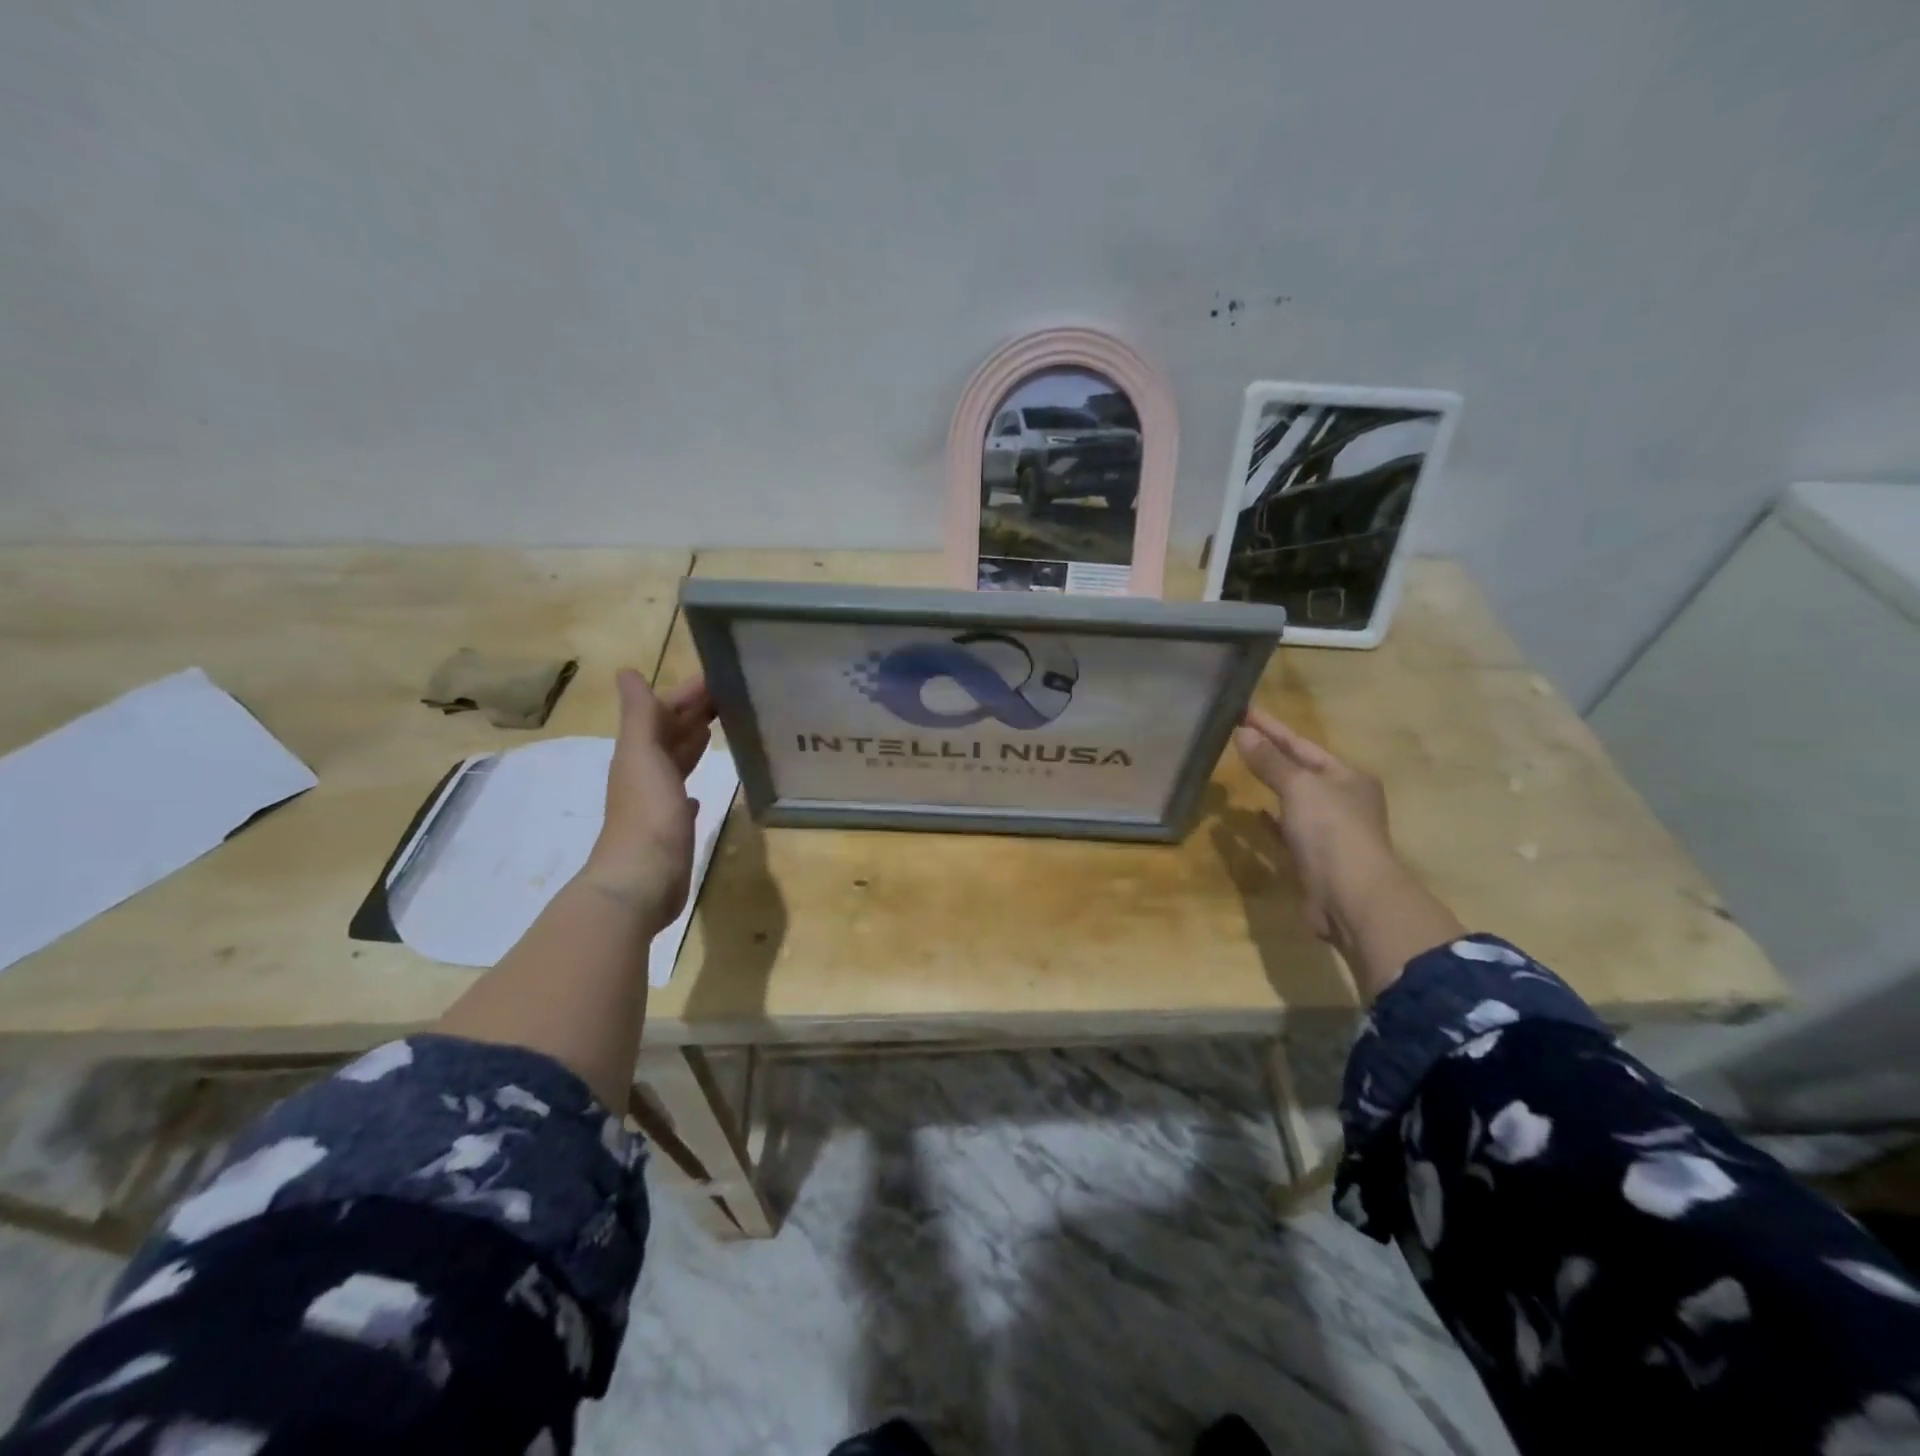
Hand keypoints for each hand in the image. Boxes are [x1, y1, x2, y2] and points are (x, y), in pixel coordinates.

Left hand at [580, 670, 714, 925]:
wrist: (642, 879)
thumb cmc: (647, 813)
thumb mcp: (643, 755)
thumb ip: (640, 715)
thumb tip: (626, 672)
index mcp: (639, 753)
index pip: (662, 712)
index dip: (685, 694)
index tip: (719, 678)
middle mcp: (646, 773)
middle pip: (670, 734)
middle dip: (693, 714)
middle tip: (729, 697)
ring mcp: (658, 802)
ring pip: (677, 762)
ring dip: (693, 744)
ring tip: (719, 730)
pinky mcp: (672, 828)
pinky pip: (683, 797)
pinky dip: (691, 785)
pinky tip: (700, 792)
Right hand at [1234, 708, 1394, 940]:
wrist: (1350, 897)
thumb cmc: (1331, 831)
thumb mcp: (1299, 787)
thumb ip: (1269, 761)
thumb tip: (1242, 731)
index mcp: (1348, 777)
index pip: (1301, 744)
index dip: (1271, 727)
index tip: (1243, 709)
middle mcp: (1342, 800)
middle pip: (1300, 769)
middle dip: (1271, 753)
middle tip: (1237, 734)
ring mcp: (1329, 831)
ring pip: (1293, 799)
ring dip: (1269, 784)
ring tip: (1240, 768)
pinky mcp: (1312, 858)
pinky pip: (1286, 830)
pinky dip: (1269, 820)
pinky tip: (1252, 815)